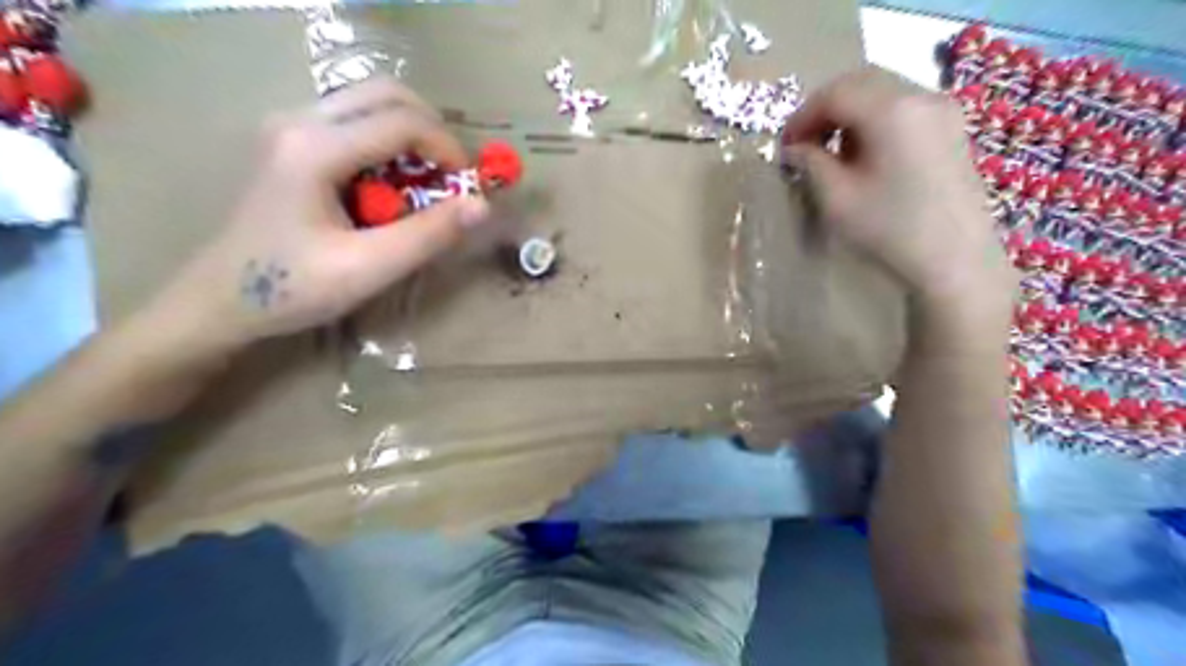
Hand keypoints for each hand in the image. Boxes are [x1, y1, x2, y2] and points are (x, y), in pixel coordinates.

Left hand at [143, 76, 490, 353]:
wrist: (220, 300)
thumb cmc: (292, 288)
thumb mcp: (368, 269)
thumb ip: (427, 235)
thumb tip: (482, 205)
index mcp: (314, 148)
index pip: (402, 121)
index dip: (447, 149)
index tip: (468, 188)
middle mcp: (299, 120)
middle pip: (386, 93)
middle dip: (432, 130)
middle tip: (451, 177)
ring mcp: (290, 125)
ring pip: (369, 101)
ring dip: (411, 134)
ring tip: (426, 181)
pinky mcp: (291, 140)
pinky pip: (354, 120)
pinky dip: (388, 142)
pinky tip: (391, 183)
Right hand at [786, 68, 1012, 318]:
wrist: (954, 261)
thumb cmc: (890, 230)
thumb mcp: (836, 198)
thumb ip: (810, 163)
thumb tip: (795, 148)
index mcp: (891, 110)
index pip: (834, 93)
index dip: (802, 117)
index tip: (784, 148)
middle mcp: (921, 96)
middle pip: (860, 82)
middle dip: (824, 109)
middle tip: (803, 145)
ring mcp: (943, 110)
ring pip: (883, 91)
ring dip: (849, 113)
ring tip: (831, 152)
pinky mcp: (952, 128)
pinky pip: (903, 106)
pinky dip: (874, 119)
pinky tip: (865, 154)